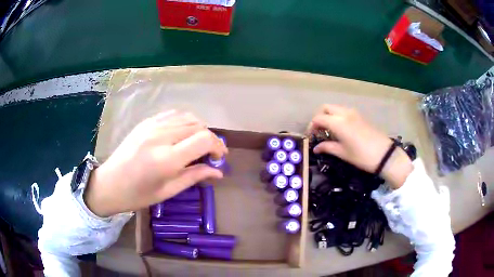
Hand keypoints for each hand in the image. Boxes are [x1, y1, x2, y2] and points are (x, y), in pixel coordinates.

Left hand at [84, 111, 227, 216]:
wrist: (110, 183)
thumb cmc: (138, 194)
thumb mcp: (168, 190)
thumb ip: (195, 176)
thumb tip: (218, 172)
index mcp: (167, 158)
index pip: (204, 139)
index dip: (218, 146)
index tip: (219, 158)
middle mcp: (161, 136)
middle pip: (198, 125)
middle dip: (210, 138)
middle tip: (209, 154)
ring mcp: (152, 125)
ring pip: (188, 116)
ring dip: (198, 128)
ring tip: (197, 144)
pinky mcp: (146, 121)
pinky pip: (173, 114)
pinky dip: (184, 121)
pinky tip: (182, 134)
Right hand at [307, 104, 412, 188]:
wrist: (384, 155)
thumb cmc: (362, 156)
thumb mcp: (343, 153)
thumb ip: (327, 148)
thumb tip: (315, 149)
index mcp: (338, 123)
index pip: (318, 118)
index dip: (311, 126)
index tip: (311, 137)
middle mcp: (344, 114)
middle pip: (326, 108)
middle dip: (319, 117)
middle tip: (319, 131)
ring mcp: (353, 113)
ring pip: (335, 108)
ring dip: (329, 116)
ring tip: (329, 131)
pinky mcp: (360, 116)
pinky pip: (344, 111)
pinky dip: (337, 116)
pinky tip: (340, 130)